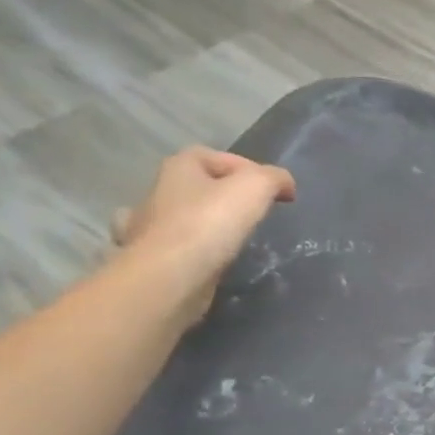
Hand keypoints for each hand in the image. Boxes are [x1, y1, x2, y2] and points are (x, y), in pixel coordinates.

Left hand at [111, 147, 296, 323]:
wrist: (170, 277)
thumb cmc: (210, 223)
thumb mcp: (255, 187)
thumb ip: (273, 178)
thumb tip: (285, 185)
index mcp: (179, 168)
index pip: (215, 157)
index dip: (246, 167)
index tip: (273, 191)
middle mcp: (159, 192)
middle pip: (199, 187)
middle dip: (225, 197)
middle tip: (255, 214)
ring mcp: (149, 228)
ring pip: (184, 218)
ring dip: (207, 224)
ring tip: (234, 239)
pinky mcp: (153, 260)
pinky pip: (179, 249)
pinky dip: (195, 252)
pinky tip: (211, 261)